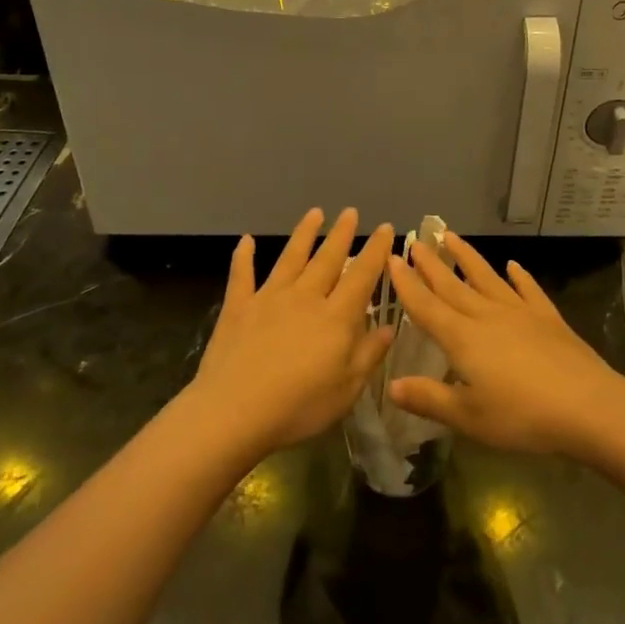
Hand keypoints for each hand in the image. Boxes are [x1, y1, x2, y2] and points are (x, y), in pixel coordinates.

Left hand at [188, 208, 393, 458]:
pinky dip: (243, 257)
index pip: (362, 275)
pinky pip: (242, 276)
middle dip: (341, 234)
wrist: (234, 412)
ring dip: (304, 234)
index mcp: (336, 316)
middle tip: (350, 211)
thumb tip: (389, 326)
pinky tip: (245, 240)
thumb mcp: (347, 388)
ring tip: (314, 213)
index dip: (376, 251)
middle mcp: (305, 297)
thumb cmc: (299, 406)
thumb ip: (369, 354)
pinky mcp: (238, 308)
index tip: (386, 228)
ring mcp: (269, 298)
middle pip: (327, 259)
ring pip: (291, 258)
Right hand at [385, 233, 624, 458]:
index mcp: (462, 338)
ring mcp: (520, 313)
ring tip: (451, 236)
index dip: (407, 284)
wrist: (587, 406)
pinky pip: (528, 290)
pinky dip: (520, 276)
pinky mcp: (548, 318)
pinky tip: (513, 265)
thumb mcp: (468, 417)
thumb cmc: (521, 416)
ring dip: (467, 257)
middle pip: (453, 286)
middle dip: (431, 264)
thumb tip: (391, 385)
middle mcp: (487, 316)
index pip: (426, 306)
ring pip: (487, 278)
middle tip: (414, 241)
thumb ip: (429, 399)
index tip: (392, 259)